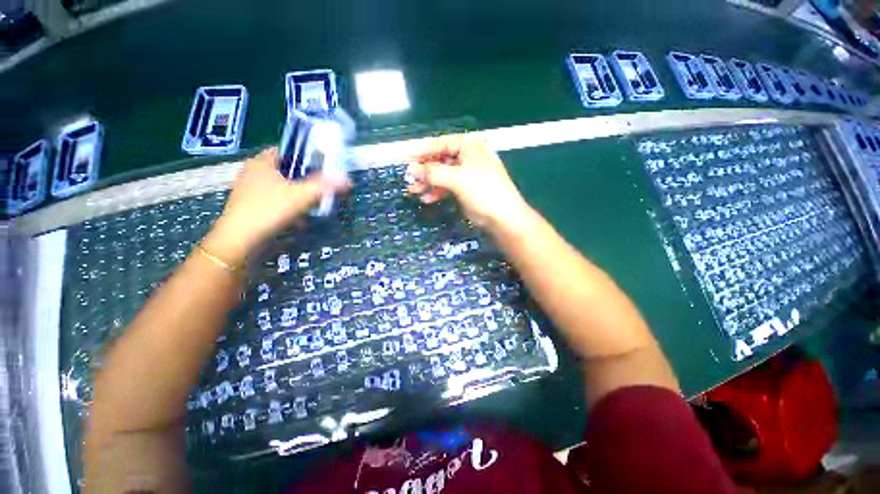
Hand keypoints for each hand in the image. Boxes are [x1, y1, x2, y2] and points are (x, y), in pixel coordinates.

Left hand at [203, 148, 349, 264]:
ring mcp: (251, 191)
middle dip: (304, 180)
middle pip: (285, 171)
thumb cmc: (269, 210)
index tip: (320, 167)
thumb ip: (324, 186)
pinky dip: (289, 208)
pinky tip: (299, 220)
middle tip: (320, 187)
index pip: (284, 150)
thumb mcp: (301, 195)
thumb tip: (347, 178)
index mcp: (261, 163)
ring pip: (282, 188)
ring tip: (313, 205)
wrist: (240, 241)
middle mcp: (253, 173)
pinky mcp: (252, 208)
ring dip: (298, 196)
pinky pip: (276, 202)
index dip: (303, 156)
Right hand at [407, 135, 529, 229]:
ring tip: (413, 191)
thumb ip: (432, 172)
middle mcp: (468, 157)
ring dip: (428, 183)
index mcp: (469, 146)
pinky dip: (437, 192)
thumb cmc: (482, 191)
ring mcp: (467, 174)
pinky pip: (448, 187)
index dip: (421, 150)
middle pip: (440, 160)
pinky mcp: (466, 189)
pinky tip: (427, 198)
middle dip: (424, 170)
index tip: (404, 157)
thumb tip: (411, 169)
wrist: (503, 218)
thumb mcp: (456, 179)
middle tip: (408, 178)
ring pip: (442, 175)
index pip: (440, 143)